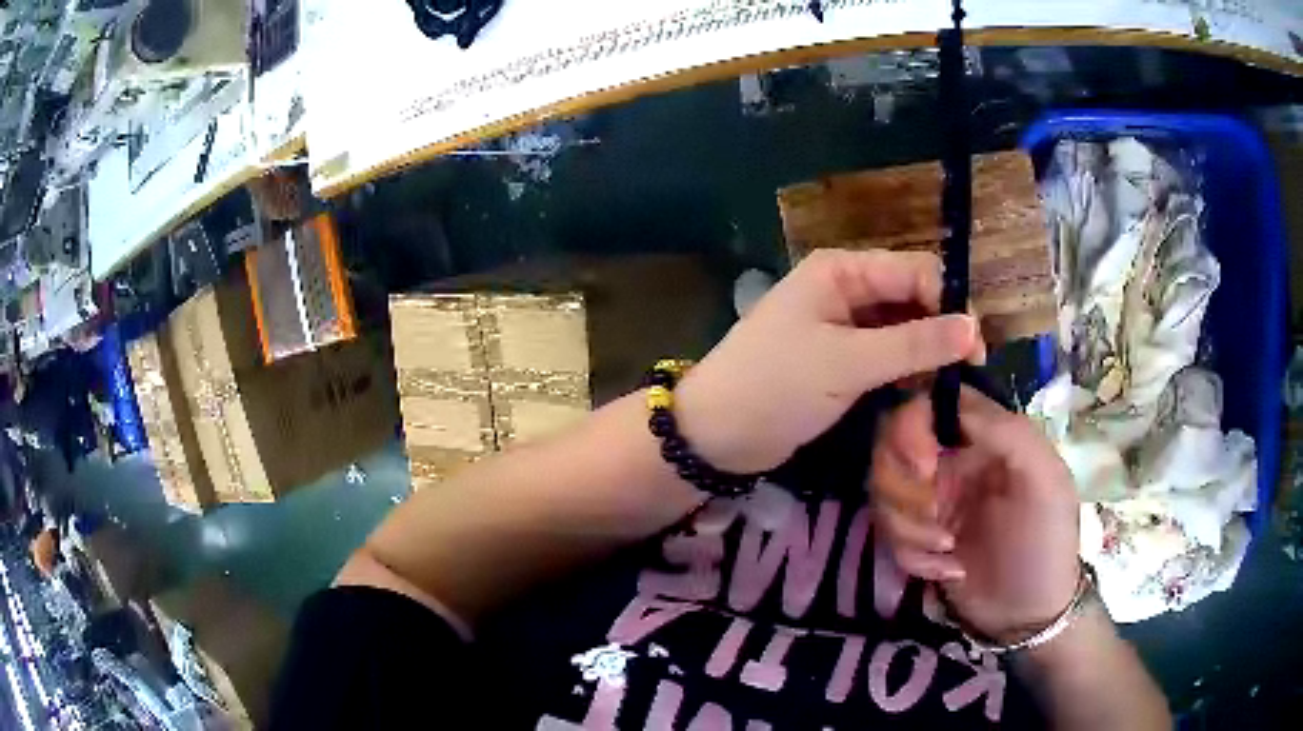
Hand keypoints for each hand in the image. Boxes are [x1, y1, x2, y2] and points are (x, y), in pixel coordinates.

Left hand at [674, 250, 982, 473]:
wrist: (716, 434)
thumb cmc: (776, 387)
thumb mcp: (848, 362)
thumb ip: (914, 344)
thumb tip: (974, 328)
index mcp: (842, 271)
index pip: (916, 271)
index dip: (951, 305)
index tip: (976, 353)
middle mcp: (845, 290)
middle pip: (912, 299)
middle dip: (940, 333)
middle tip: (965, 378)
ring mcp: (843, 327)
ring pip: (903, 331)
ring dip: (925, 357)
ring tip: (945, 391)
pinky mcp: (841, 362)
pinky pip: (886, 358)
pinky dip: (905, 374)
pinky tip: (920, 396)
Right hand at [872, 387, 1080, 642]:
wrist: (1029, 614)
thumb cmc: (1046, 541)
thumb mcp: (1045, 481)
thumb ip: (1009, 434)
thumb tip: (955, 403)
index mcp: (982, 436)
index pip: (928, 403)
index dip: (912, 425)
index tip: (924, 464)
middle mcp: (950, 460)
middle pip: (890, 447)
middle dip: (904, 488)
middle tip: (934, 515)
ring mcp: (931, 500)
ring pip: (882, 493)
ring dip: (909, 528)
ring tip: (947, 550)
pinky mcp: (916, 538)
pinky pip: (887, 535)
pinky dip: (914, 557)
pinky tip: (949, 569)